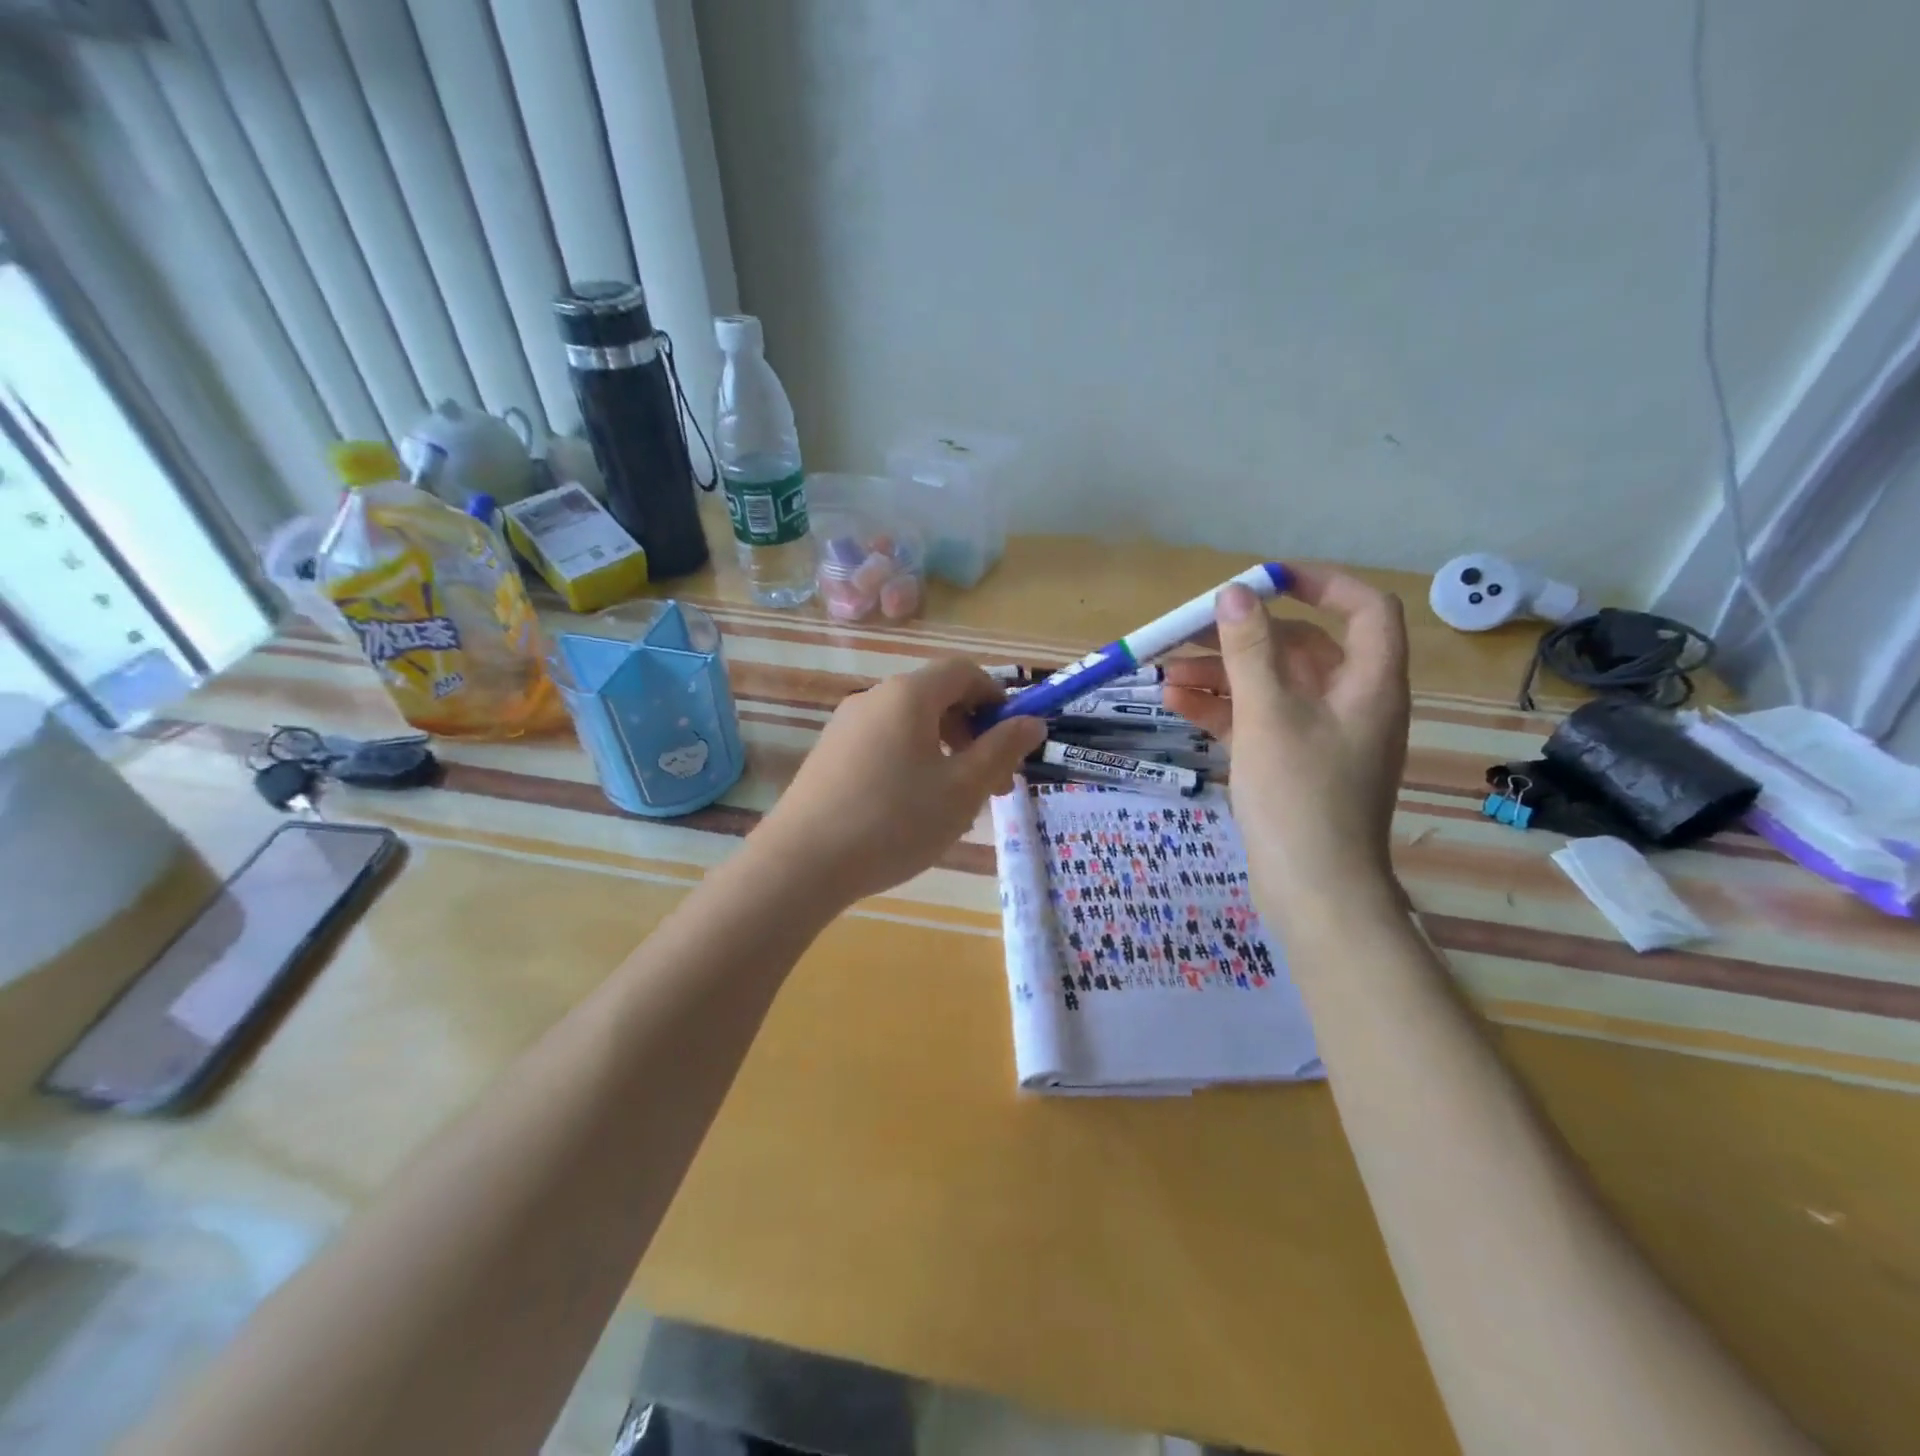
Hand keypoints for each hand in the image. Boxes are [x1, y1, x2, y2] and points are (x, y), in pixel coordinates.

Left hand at [757, 658, 1046, 904]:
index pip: (963, 671)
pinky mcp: (829, 756)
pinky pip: (884, 746)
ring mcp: (845, 727)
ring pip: (910, 727)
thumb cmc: (895, 821)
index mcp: (908, 695)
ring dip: (945, 754)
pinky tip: (913, 811)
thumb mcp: (962, 789)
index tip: (1013, 739)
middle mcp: (873, 698)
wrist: (802, 863)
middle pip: (936, 698)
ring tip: (957, 805)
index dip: (996, 697)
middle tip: (993, 784)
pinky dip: (912, 764)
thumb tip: (1032, 722)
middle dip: (973, 734)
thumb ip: (1001, 750)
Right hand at [1163, 565, 1410, 911]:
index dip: (1320, 583)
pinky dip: (1224, 710)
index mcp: (1369, 683)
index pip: (1364, 609)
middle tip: (1188, 631)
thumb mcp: (1268, 714)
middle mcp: (1351, 702)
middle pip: (1301, 648)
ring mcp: (1321, 737)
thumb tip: (1234, 592)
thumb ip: (1249, 650)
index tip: (1266, 579)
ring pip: (1272, 687)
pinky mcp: (1294, 765)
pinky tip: (1178, 705)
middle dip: (1243, 638)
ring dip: (1222, 676)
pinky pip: (1260, 721)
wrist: (1315, 892)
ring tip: (1166, 676)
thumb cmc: (1299, 796)